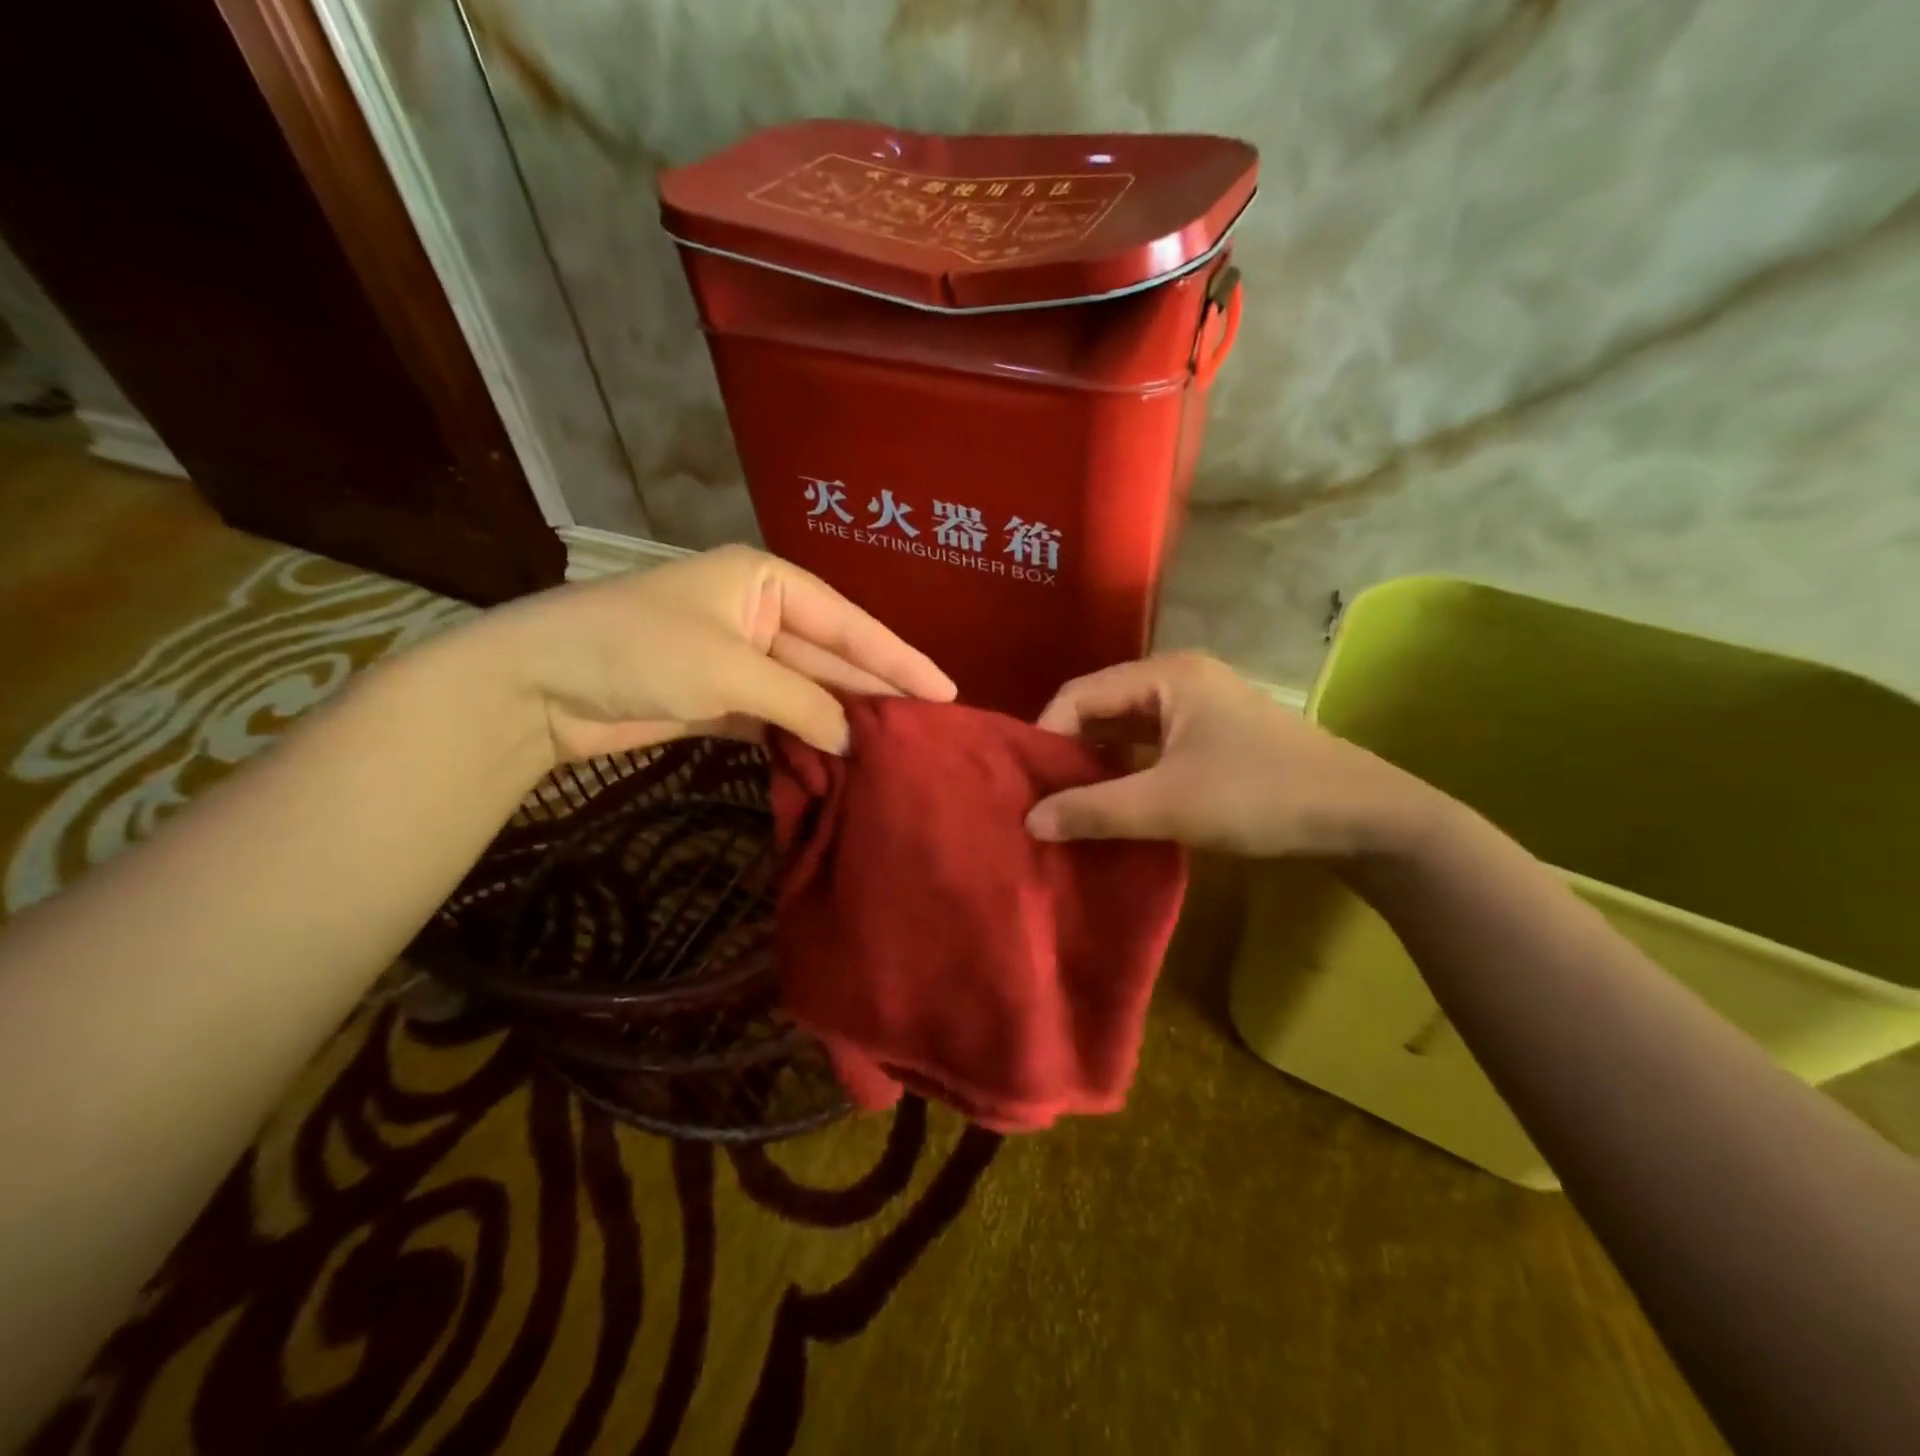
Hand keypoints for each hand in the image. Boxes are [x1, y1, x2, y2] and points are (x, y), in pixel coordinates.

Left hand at [468, 545, 955, 763]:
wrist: (537, 685)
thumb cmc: (638, 649)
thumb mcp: (729, 669)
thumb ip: (801, 701)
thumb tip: (852, 740)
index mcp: (766, 582)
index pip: (848, 622)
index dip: (898, 658)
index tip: (946, 691)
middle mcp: (760, 614)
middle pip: (833, 657)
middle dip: (876, 691)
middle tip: (930, 728)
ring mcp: (740, 658)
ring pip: (808, 690)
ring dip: (843, 719)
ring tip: (895, 750)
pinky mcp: (721, 698)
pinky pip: (779, 715)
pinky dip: (805, 737)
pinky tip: (839, 760)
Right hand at [1025, 652, 1438, 858]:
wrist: (1363, 817)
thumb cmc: (1261, 796)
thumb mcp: (1168, 804)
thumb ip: (1093, 810)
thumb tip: (1028, 821)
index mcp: (1166, 675)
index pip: (1079, 694)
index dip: (1046, 735)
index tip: (1025, 784)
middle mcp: (1177, 680)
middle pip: (1100, 707)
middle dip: (1067, 751)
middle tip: (1037, 796)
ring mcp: (1198, 707)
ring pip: (1124, 730)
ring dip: (1094, 764)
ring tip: (1063, 803)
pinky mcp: (1211, 737)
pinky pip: (1149, 747)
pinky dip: (1124, 772)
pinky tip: (1108, 803)